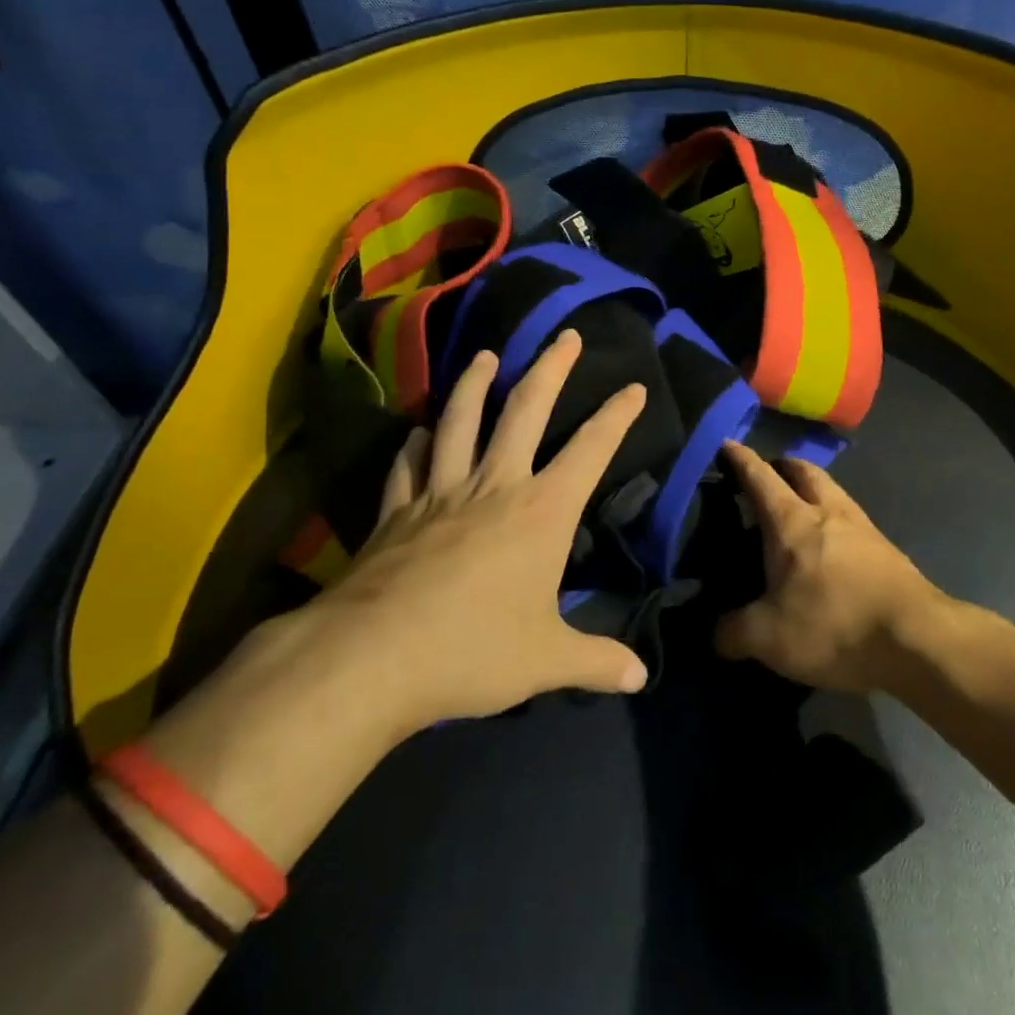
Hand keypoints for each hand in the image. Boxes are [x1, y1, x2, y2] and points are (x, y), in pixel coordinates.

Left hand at [306, 329, 649, 731]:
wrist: (374, 658)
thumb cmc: (474, 651)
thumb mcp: (547, 661)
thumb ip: (595, 661)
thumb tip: (640, 677)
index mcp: (541, 511)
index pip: (590, 450)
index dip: (617, 416)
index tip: (634, 387)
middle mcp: (494, 486)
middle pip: (525, 410)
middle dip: (550, 368)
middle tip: (566, 336)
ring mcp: (440, 493)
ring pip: (459, 421)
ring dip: (475, 385)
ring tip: (485, 355)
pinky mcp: (397, 511)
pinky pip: (408, 466)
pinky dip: (415, 445)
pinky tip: (417, 432)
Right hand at [713, 442, 946, 693]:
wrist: (918, 639)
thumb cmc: (834, 625)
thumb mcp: (768, 638)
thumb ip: (733, 632)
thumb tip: (717, 633)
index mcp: (792, 522)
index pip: (760, 477)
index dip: (741, 460)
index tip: (728, 443)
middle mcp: (828, 512)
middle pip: (804, 472)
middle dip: (784, 466)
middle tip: (769, 474)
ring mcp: (863, 528)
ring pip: (833, 492)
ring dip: (814, 490)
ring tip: (800, 510)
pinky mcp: (887, 551)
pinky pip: (853, 521)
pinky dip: (836, 521)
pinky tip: (833, 548)